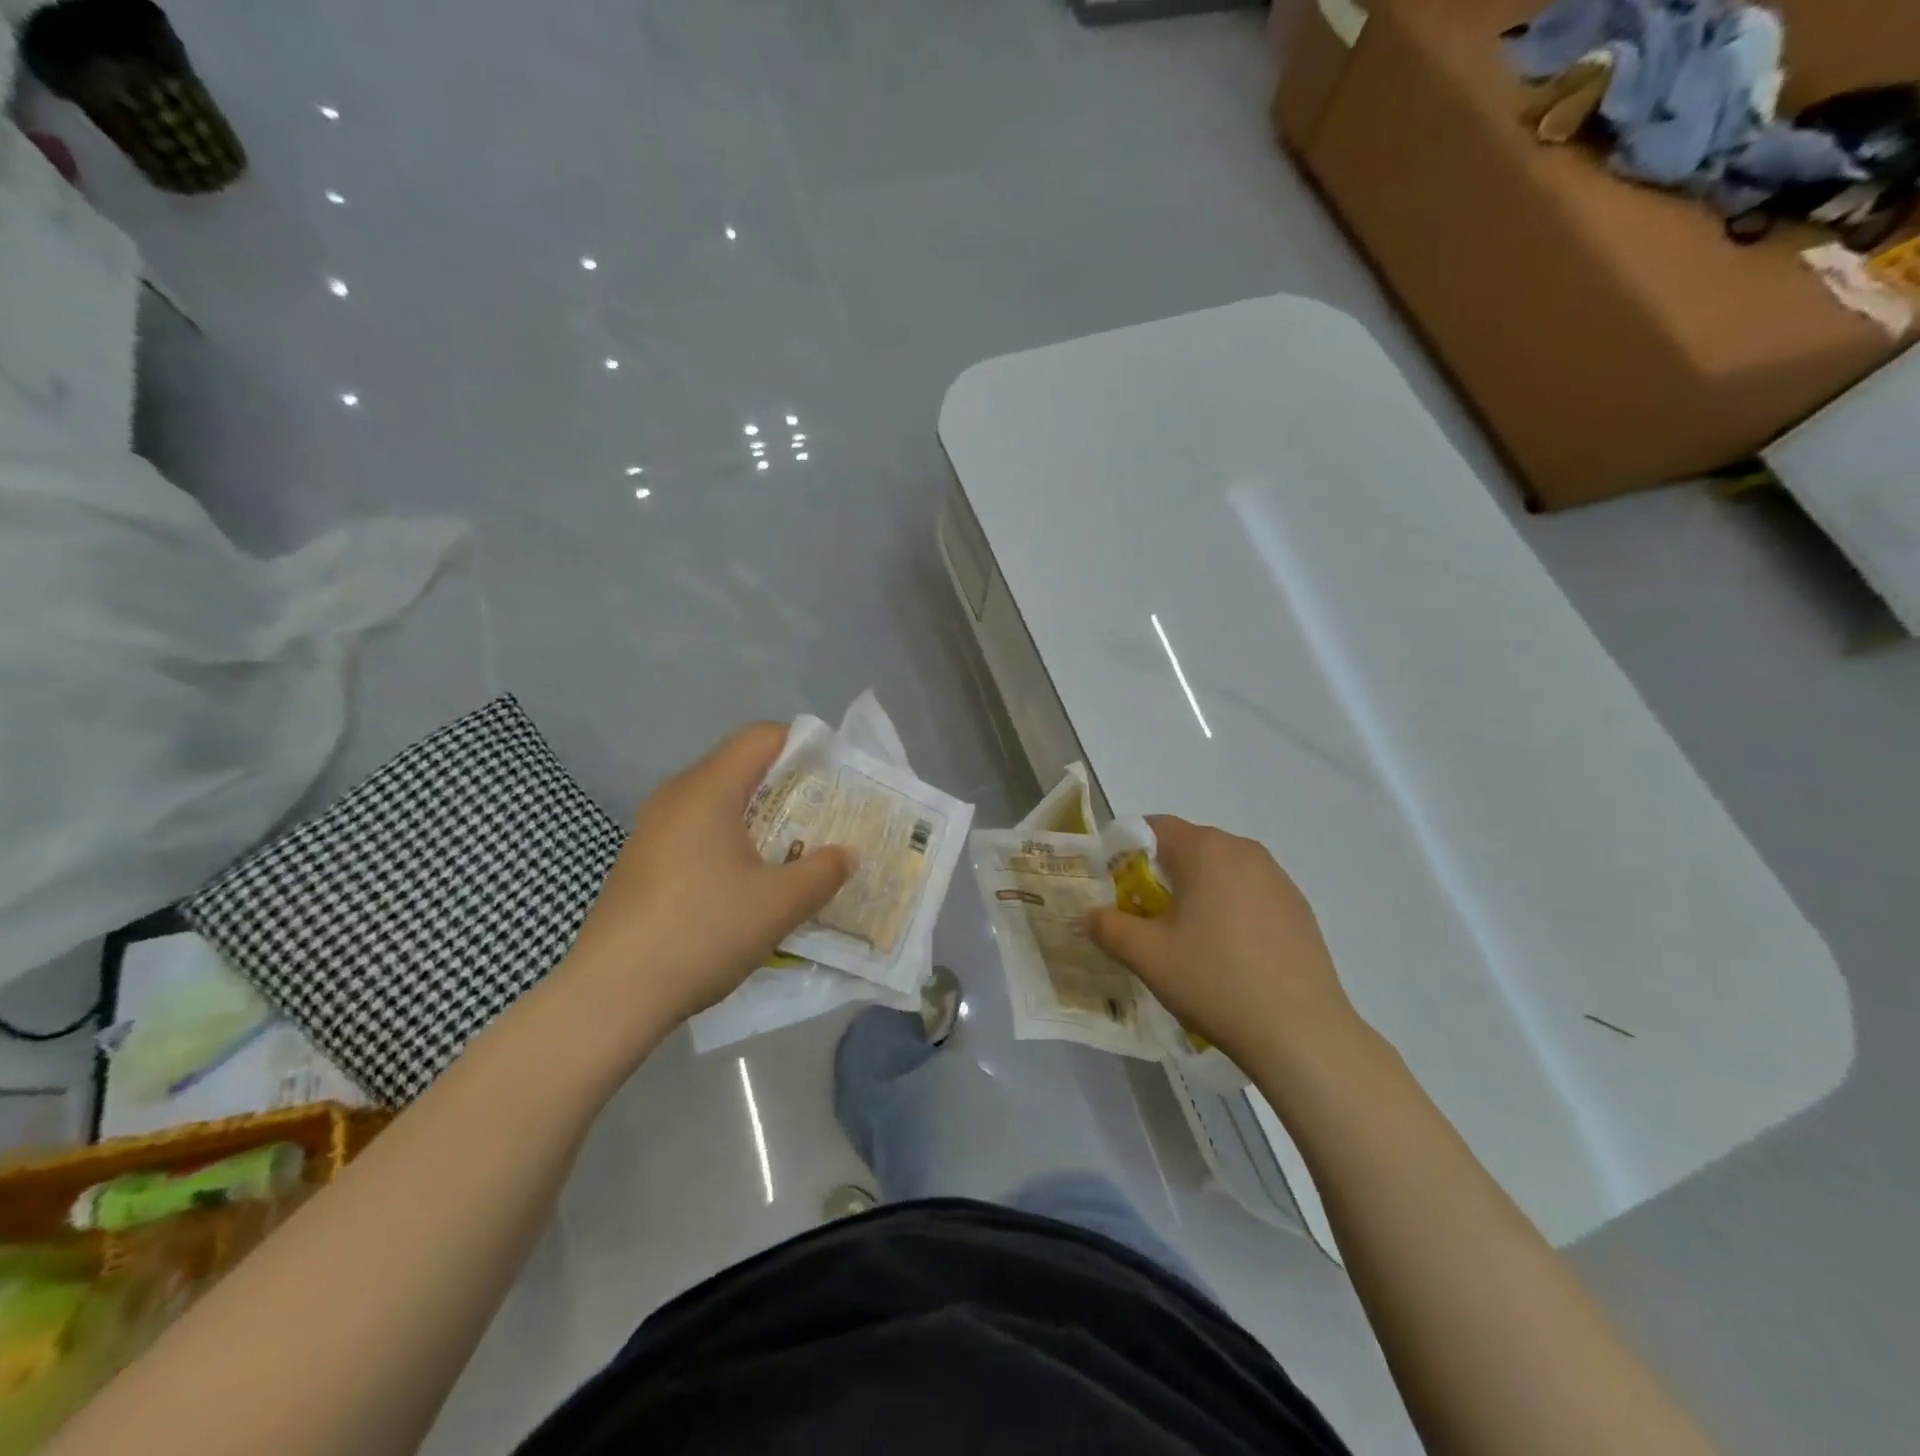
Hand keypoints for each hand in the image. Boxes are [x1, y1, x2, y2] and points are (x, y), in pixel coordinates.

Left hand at [561, 723, 855, 1029]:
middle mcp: (675, 797)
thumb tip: (847, 854)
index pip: (761, 737)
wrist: (611, 995)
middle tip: (824, 816)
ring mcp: (651, 831)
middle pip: (739, 767)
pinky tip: (747, 884)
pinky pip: (696, 832)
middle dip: (787, 786)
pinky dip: (730, 842)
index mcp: (707, 790)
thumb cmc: (702, 931)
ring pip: (717, 803)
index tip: (836, 775)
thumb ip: (824, 871)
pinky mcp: (641, 863)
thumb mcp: (779, 904)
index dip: (803, 745)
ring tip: (793, 851)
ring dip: (759, 818)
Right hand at [1088, 816, 1357, 1066]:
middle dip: (1161, 873)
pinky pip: (1249, 892)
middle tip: (1144, 916)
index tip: (1116, 886)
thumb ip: (1108, 927)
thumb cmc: (1214, 981)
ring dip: (1196, 891)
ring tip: (1187, 937)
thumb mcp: (1147, 956)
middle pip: (1189, 847)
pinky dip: (1228, 908)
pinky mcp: (1298, 907)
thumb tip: (1088, 915)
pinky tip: (1228, 952)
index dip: (1127, 850)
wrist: (1301, 1032)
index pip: (1154, 827)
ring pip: (1221, 870)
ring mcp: (1277, 878)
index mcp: (1205, 850)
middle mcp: (1244, 850)